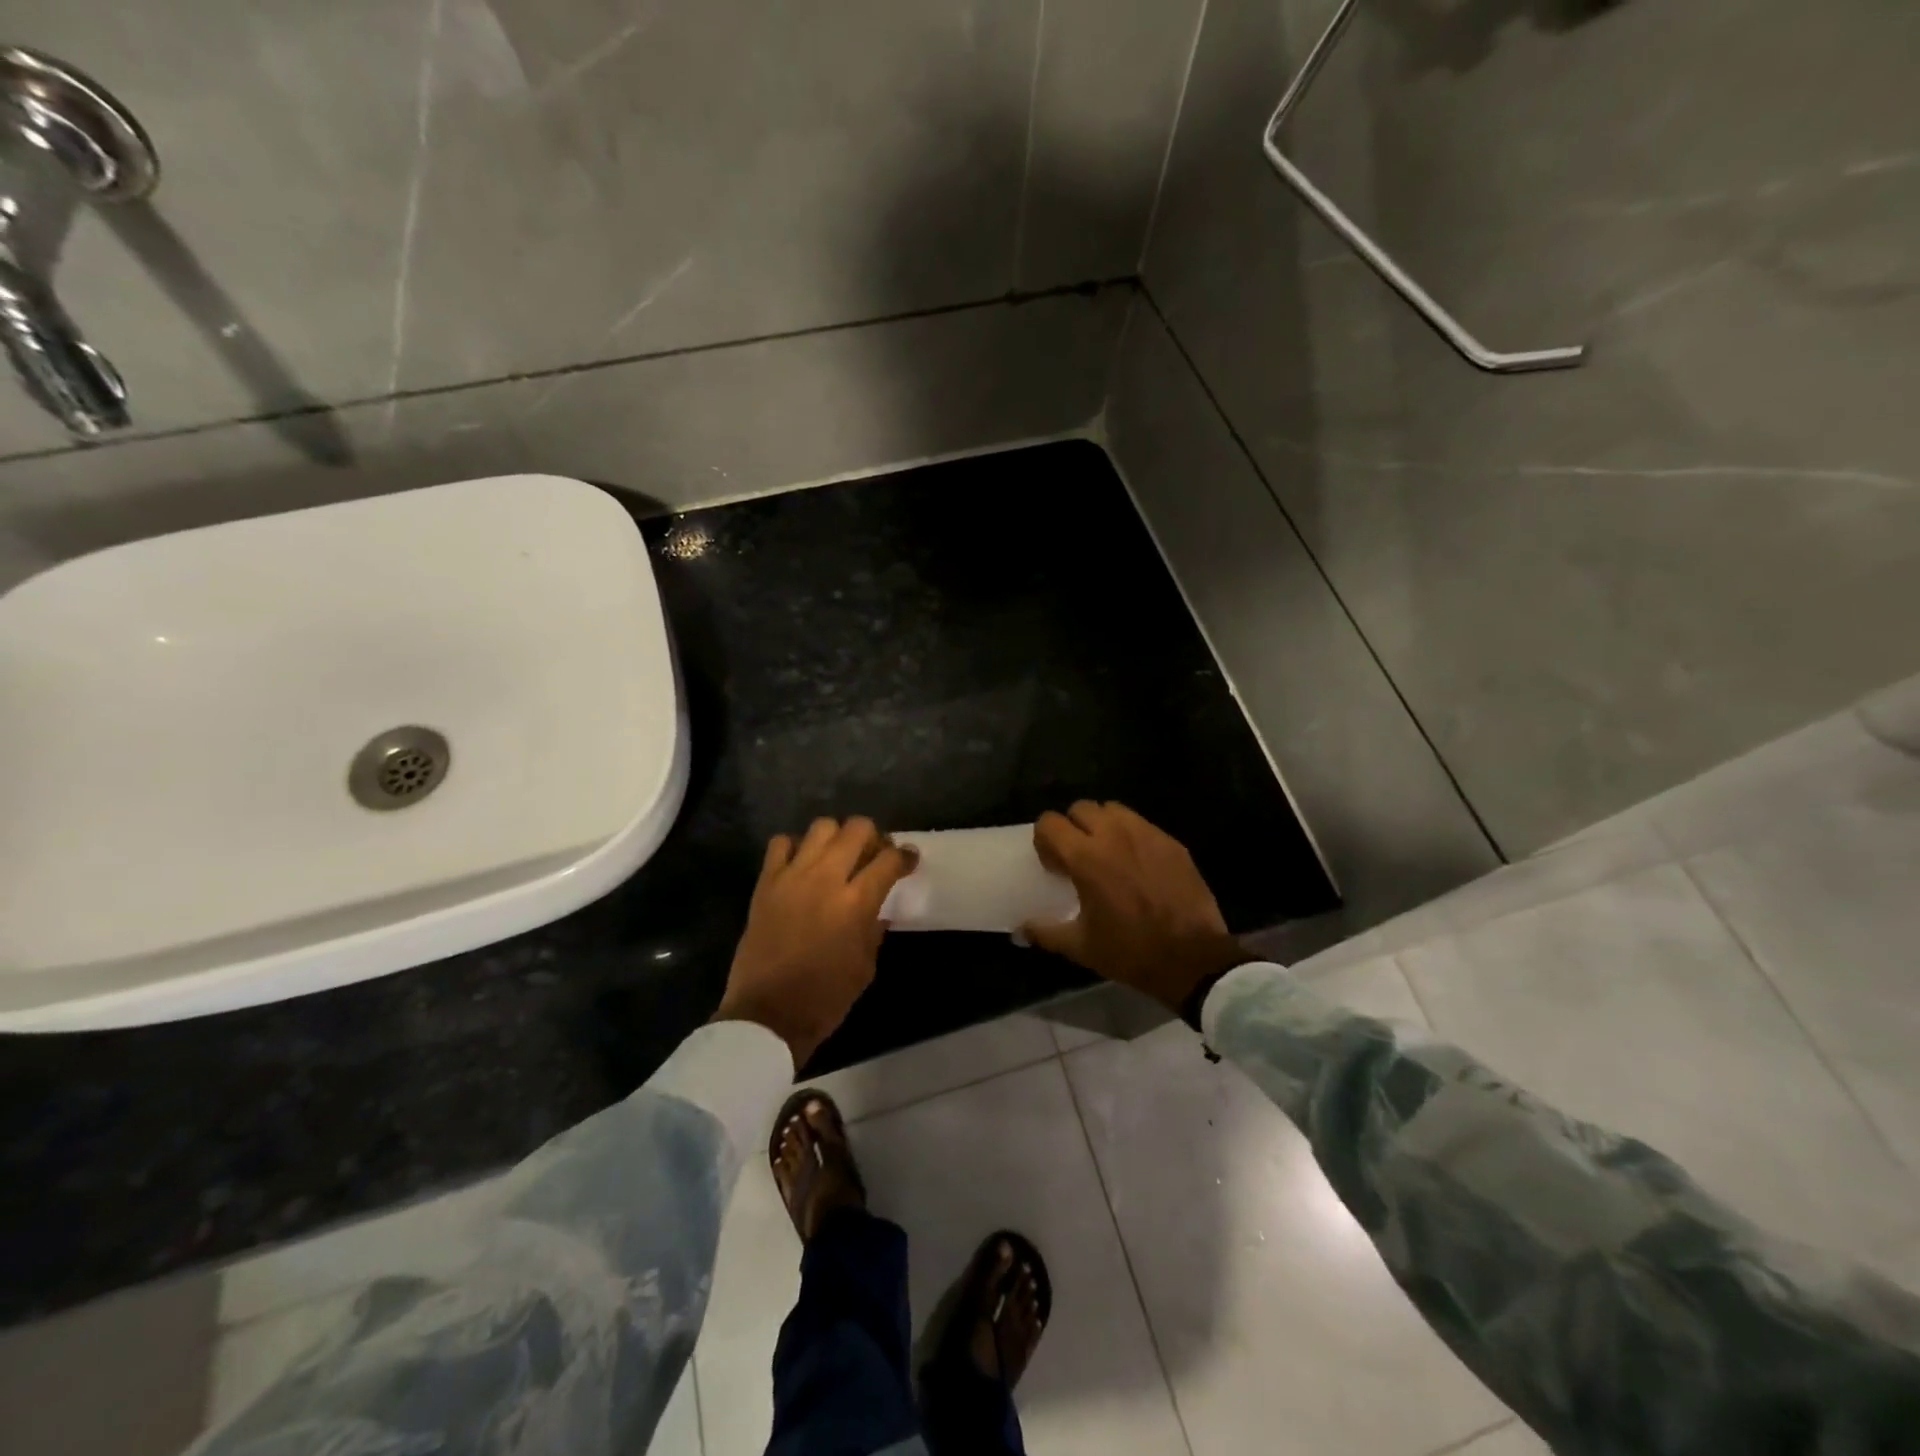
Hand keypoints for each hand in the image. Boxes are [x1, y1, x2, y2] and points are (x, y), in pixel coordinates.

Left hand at [714, 817, 918, 1067]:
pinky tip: (802, 864)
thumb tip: (878, 908)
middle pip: (857, 829)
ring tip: (838, 856)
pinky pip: (781, 843)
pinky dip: (796, 847)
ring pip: (822, 826)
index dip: (906, 856)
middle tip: (874, 854)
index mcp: (856, 903)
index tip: (909, 859)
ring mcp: (792, 876)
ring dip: (837, 837)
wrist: (768, 1015)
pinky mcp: (766, 883)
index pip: (889, 860)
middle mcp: (826, 879)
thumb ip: (874, 928)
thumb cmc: (826, 997)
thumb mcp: (865, 966)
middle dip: (874, 837)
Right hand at [1022, 801, 1252, 1013]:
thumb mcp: (1081, 947)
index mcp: (1085, 857)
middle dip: (1073, 828)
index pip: (1049, 822)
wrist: (1193, 959)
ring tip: (1108, 855)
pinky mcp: (1171, 842)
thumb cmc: (1131, 952)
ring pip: (1113, 810)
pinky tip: (1138, 865)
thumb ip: (1045, 931)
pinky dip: (1131, 836)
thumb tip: (1020, 929)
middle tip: (1079, 857)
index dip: (1045, 840)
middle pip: (1081, 808)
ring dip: (1103, 825)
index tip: (1054, 865)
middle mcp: (1114, 835)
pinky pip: (1142, 825)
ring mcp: (1147, 835)